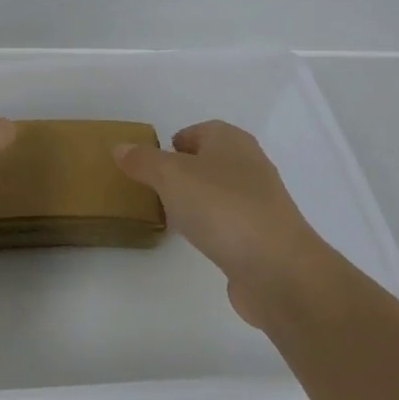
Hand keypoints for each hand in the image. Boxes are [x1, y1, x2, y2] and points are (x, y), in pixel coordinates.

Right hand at [114, 120, 335, 327]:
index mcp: (232, 142)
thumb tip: (121, 148)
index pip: (200, 130)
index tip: (149, 163)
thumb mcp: (170, 176)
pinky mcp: (263, 237)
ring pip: (218, 193)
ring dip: (196, 201)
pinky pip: (228, 223)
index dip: (174, 142)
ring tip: (169, 216)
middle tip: (153, 189)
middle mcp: (250, 166)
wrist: (277, 269)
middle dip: (182, 173)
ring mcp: (260, 203)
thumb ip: (143, 160)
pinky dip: (210, 227)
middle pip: (209, 161)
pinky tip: (195, 240)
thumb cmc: (222, 208)